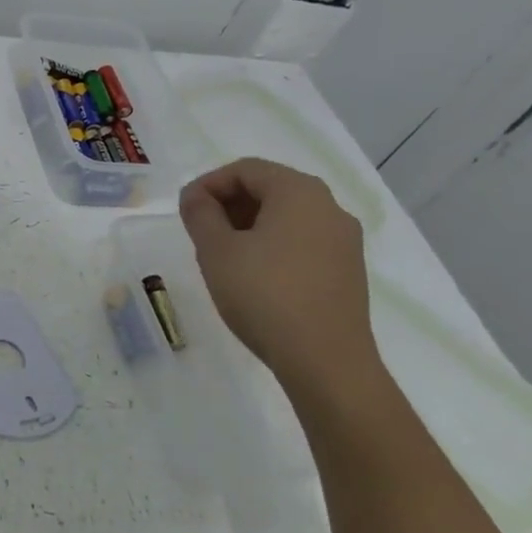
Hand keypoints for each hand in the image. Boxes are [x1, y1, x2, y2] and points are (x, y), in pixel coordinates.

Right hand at [179, 158, 381, 398]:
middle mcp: (330, 208)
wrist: (325, 362)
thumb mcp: (216, 250)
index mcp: (300, 193)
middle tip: (198, 230)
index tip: (184, 210)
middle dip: (228, 203)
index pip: (245, 169)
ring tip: (220, 253)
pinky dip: (272, 244)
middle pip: (270, 188)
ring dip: (248, 224)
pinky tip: (251, 274)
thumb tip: (196, 197)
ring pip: (287, 216)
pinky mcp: (347, 271)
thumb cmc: (264, 295)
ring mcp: (344, 241)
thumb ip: (200, 214)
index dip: (208, 184)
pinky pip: (302, 241)